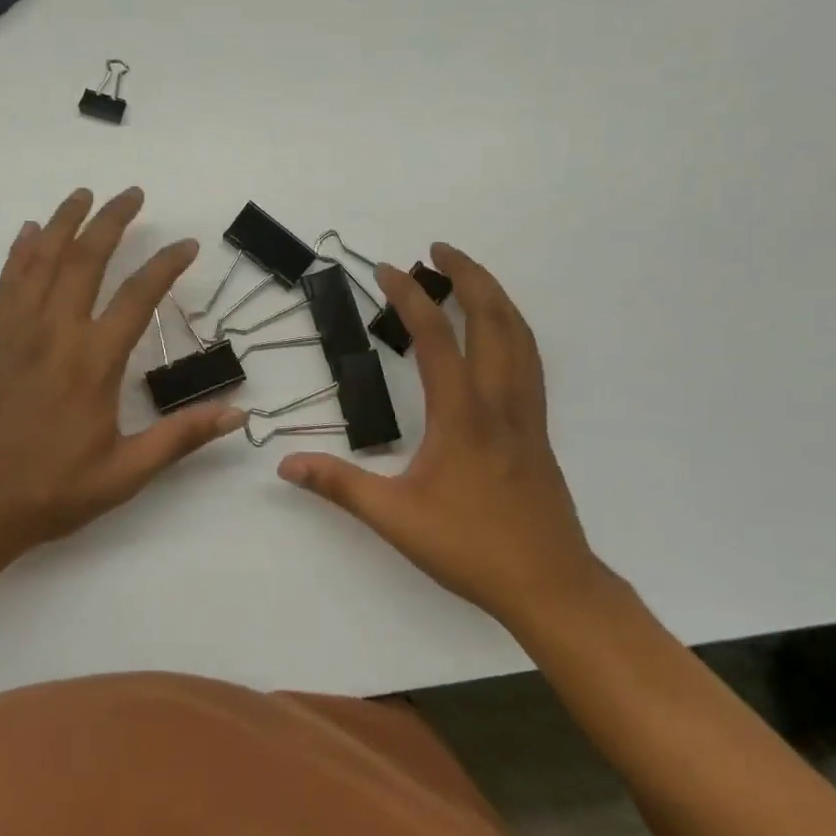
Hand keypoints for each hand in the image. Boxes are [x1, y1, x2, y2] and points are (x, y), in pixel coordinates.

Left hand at [0, 187, 244, 560]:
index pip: (138, 297)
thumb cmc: (50, 492)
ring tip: (82, 194)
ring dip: (63, 223)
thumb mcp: (125, 473)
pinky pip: (7, 284)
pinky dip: (19, 253)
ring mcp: (18, 334)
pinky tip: (27, 234)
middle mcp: (55, 334)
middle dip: (111, 221)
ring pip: (42, 262)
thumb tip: (238, 413)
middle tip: (132, 193)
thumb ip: (180, 438)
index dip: (166, 265)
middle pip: (85, 261)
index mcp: (92, 363)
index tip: (187, 244)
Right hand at [277, 244, 608, 627]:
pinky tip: (498, 335)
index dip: (409, 296)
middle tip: (439, 249)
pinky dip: (512, 328)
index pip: (435, 336)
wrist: (550, 585)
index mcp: (462, 414)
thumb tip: (285, 464)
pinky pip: (529, 360)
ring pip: (520, 335)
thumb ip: (339, 485)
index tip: (387, 269)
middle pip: (493, 318)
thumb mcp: (394, 518)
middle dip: (468, 274)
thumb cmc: (470, 548)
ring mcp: (526, 413)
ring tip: (469, 276)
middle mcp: (499, 400)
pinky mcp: (537, 429)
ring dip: (495, 296)